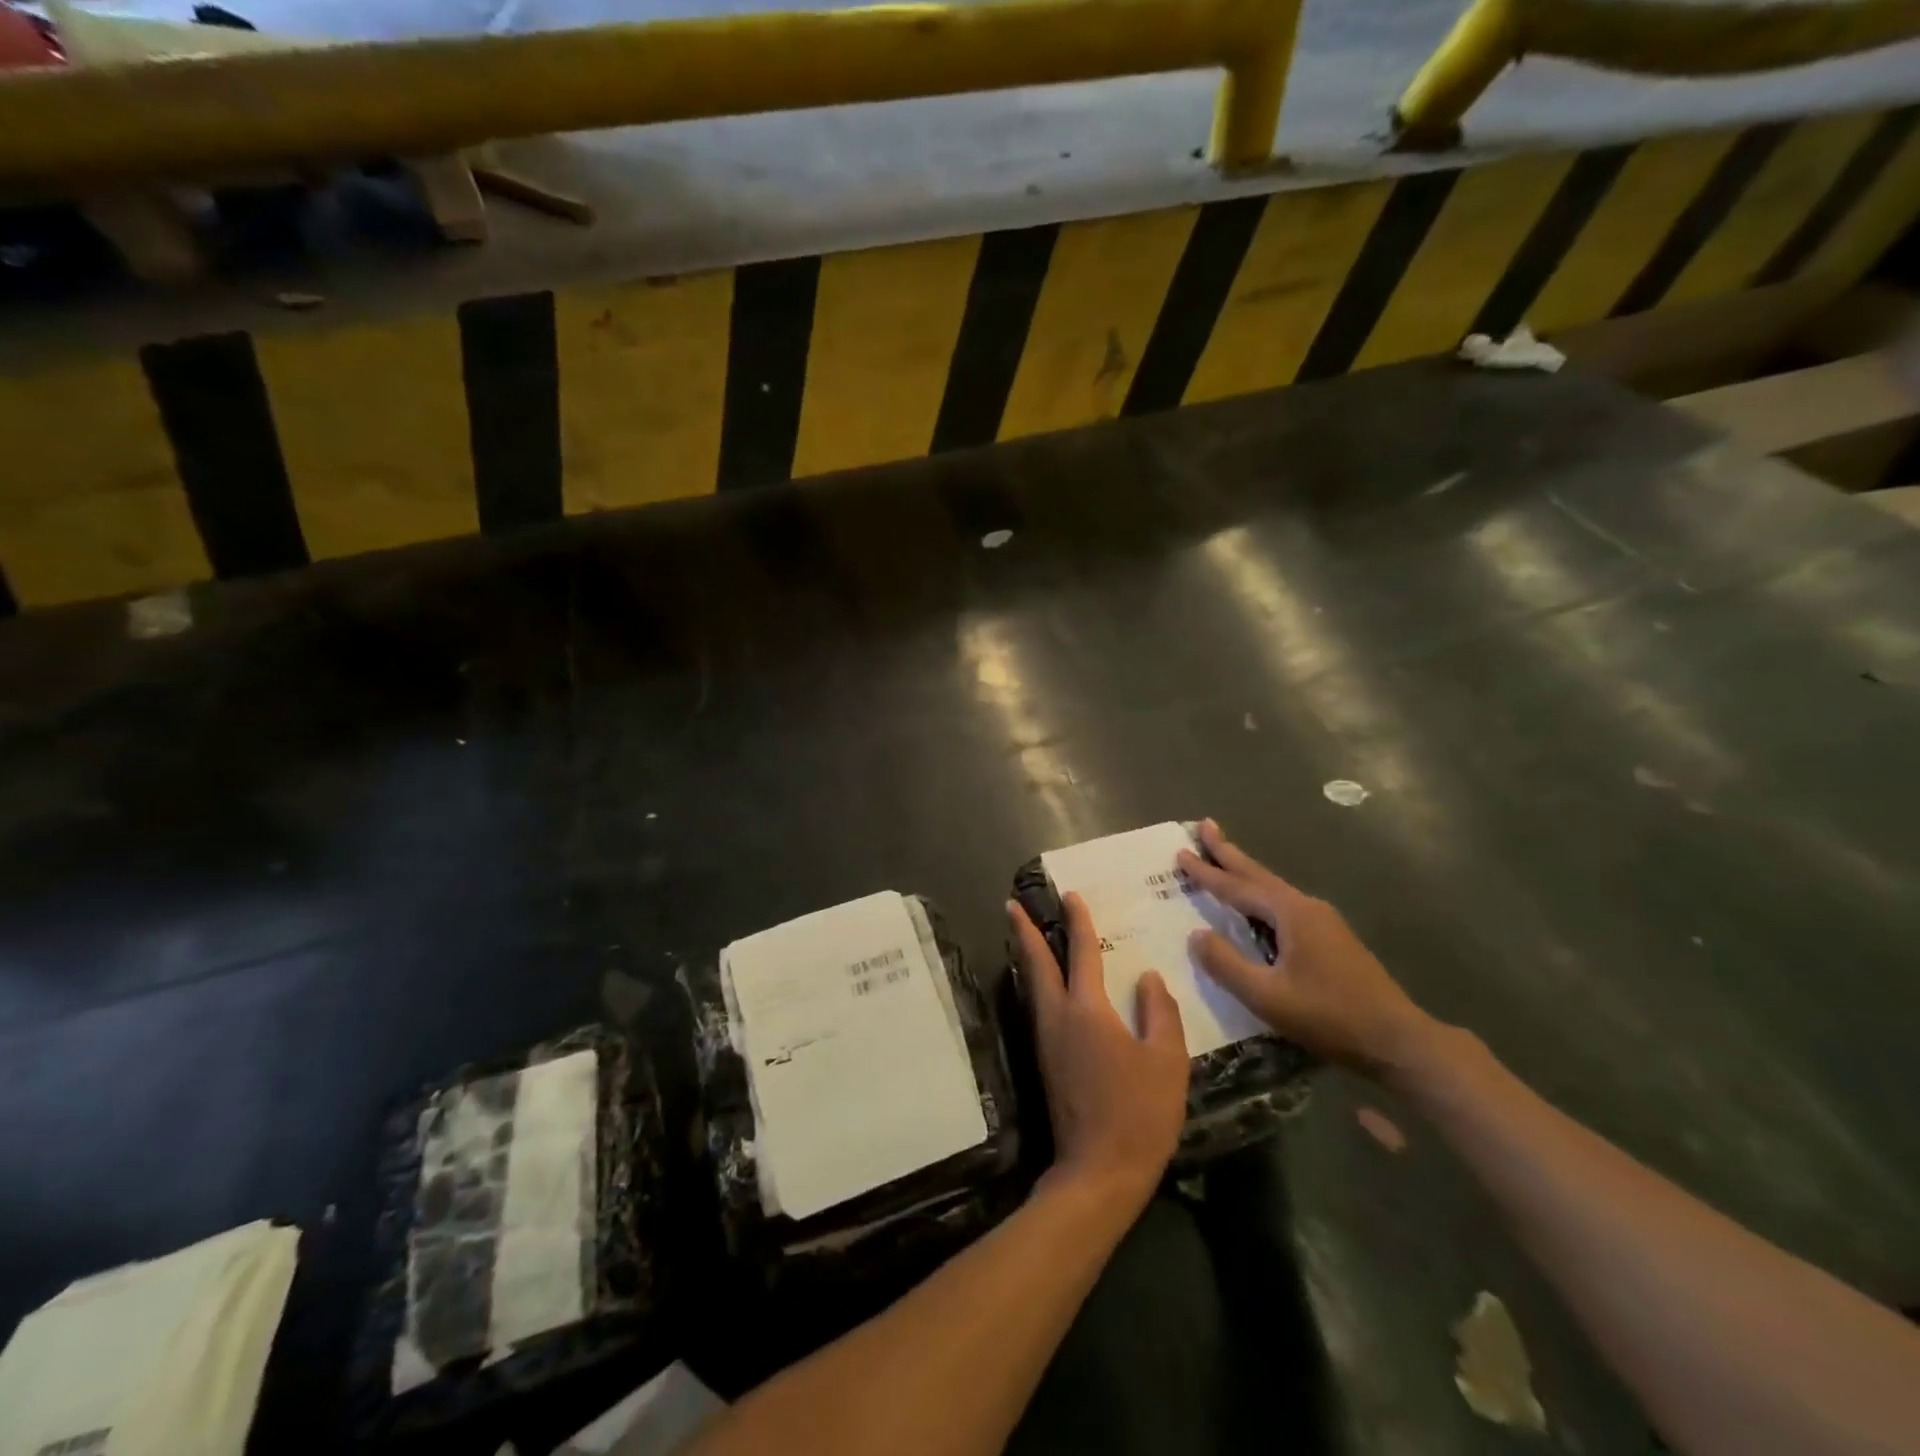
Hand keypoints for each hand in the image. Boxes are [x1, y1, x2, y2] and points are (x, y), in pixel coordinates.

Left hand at [1008, 893, 1188, 1207]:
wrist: (1099, 1171)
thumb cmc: (1139, 1113)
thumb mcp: (1167, 1060)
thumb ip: (1159, 1012)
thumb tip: (1147, 977)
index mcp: (1086, 1010)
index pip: (1081, 953)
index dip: (1077, 922)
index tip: (1070, 895)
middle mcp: (1057, 1017)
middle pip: (1035, 963)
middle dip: (1024, 931)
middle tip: (1011, 905)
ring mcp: (1046, 1040)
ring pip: (1031, 985)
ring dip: (1026, 955)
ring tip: (1022, 935)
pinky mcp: (1045, 1060)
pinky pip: (1037, 1006)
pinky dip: (1035, 982)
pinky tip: (1043, 985)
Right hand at [1176, 819, 1437, 1079]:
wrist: (1397, 1040)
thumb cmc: (1329, 1016)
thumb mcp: (1268, 996)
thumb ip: (1227, 964)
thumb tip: (1195, 935)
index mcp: (1291, 914)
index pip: (1238, 887)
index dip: (1206, 872)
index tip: (1180, 851)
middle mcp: (1307, 907)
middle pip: (1258, 874)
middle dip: (1229, 852)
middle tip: (1205, 825)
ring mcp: (1323, 921)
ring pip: (1272, 888)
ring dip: (1244, 871)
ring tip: (1223, 856)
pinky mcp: (1331, 939)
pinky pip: (1283, 904)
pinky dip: (1260, 894)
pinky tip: (1257, 903)